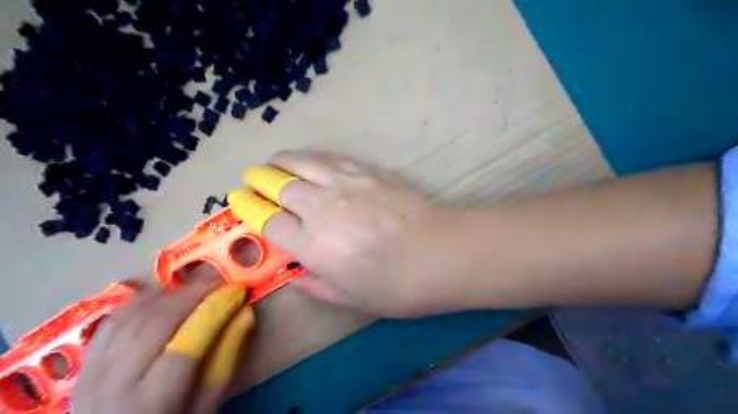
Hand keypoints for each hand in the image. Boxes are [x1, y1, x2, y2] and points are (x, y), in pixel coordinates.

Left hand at [73, 279, 254, 413]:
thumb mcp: (206, 406)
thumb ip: (226, 360)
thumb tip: (245, 314)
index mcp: (152, 404)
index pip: (185, 348)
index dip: (214, 312)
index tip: (238, 290)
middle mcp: (115, 385)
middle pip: (155, 324)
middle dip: (192, 293)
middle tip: (221, 280)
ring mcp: (94, 371)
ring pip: (132, 315)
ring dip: (170, 293)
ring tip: (197, 286)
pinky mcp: (85, 361)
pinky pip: (114, 319)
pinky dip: (143, 301)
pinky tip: (165, 297)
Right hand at [233, 150, 459, 317]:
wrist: (439, 254)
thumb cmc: (395, 285)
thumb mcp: (348, 298)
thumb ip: (313, 284)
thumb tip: (292, 273)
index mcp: (312, 245)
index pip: (268, 222)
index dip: (251, 212)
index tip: (241, 204)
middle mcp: (320, 209)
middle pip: (277, 186)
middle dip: (257, 182)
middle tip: (251, 181)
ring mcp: (344, 184)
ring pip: (299, 163)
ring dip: (278, 163)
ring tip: (272, 165)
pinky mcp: (365, 171)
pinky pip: (328, 157)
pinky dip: (309, 157)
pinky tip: (307, 161)